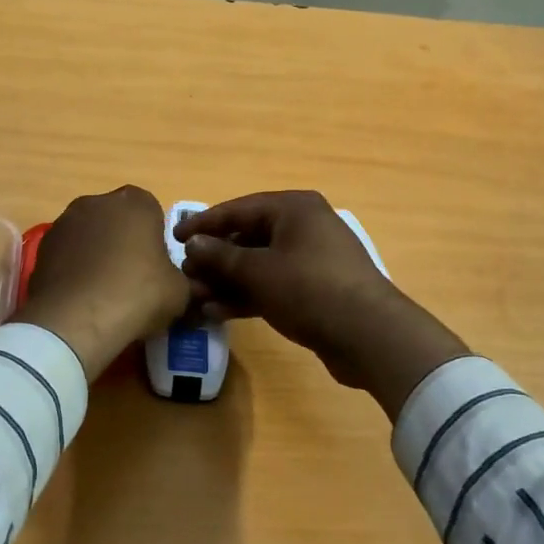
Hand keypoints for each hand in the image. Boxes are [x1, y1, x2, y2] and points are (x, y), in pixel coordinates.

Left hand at [13, 185, 190, 380]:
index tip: (157, 266)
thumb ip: (186, 282)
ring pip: (89, 235)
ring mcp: (64, 222)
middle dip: (124, 242)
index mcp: (135, 202)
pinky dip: (74, 269)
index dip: (155, 239)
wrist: (77, 319)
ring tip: (104, 291)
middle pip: (117, 219)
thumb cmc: (138, 293)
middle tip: (133, 278)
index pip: (152, 211)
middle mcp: (97, 202)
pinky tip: (82, 298)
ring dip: (96, 254)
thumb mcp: (180, 293)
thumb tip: (192, 289)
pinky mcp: (41, 248)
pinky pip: (67, 255)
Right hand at [176, 190, 468, 420]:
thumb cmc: (309, 289)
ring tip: (195, 299)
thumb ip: (221, 256)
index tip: (174, 238)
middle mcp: (303, 227)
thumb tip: (193, 244)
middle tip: (184, 275)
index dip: (203, 223)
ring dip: (226, 281)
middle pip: (248, 237)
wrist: (369, 335)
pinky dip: (247, 296)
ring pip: (258, 265)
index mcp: (293, 208)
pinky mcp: (314, 290)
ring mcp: (310, 260)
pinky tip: (217, 312)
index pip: (238, 209)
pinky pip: (272, 285)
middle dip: (214, 259)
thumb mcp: (258, 271)